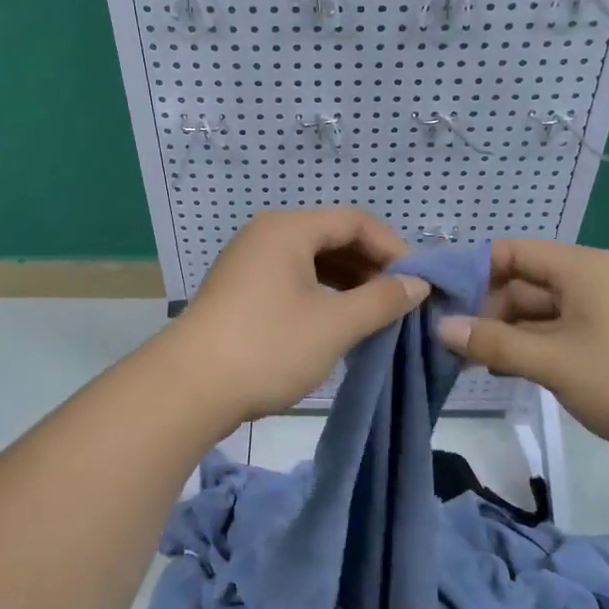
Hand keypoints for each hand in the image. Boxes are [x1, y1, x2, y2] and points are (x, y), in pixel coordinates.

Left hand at [177, 209, 430, 427]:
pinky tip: (338, 323)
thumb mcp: (335, 324)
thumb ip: (382, 299)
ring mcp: (249, 264)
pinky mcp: (240, 292)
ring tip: (375, 315)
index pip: (355, 220)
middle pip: (332, 237)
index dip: (393, 247)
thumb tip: (417, 283)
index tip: (418, 282)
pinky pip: (292, 281)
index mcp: (288, 229)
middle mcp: (266, 235)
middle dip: (371, 267)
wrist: (189, 388)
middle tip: (401, 301)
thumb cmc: (268, 347)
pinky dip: (322, 296)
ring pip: (312, 262)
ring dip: (348, 284)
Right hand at [435, 238, 608, 476]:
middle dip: (486, 310)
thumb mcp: (554, 361)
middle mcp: (590, 281)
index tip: (437, 299)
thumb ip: (495, 343)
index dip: (472, 270)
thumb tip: (442, 327)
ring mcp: (602, 313)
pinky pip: (559, 334)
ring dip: (507, 334)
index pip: (511, 252)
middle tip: (449, 342)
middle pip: (523, 284)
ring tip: (471, 360)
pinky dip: (533, 348)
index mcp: (580, 269)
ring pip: (539, 313)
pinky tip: (508, 370)